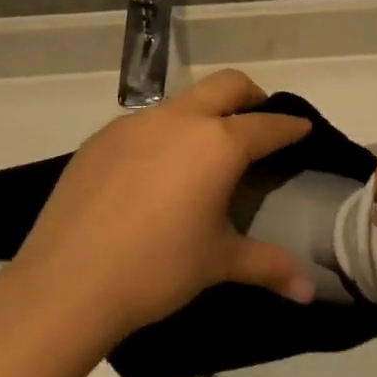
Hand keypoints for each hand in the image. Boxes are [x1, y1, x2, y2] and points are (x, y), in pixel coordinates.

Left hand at [15, 70, 315, 340]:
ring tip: (204, 153)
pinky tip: (154, 172)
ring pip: (182, 101)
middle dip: (251, 96)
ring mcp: (135, 124)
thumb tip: (309, 292)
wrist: (67, 283)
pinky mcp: (101, 138)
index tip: (301, 128)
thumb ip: (269, 266)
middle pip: (227, 85)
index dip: (289, 127)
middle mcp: (179, 120)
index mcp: (217, 144)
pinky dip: (164, 134)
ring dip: (204, 114)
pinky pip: (145, 123)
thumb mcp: (218, 263)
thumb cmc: (157, 269)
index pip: (266, 125)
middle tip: (258, 122)